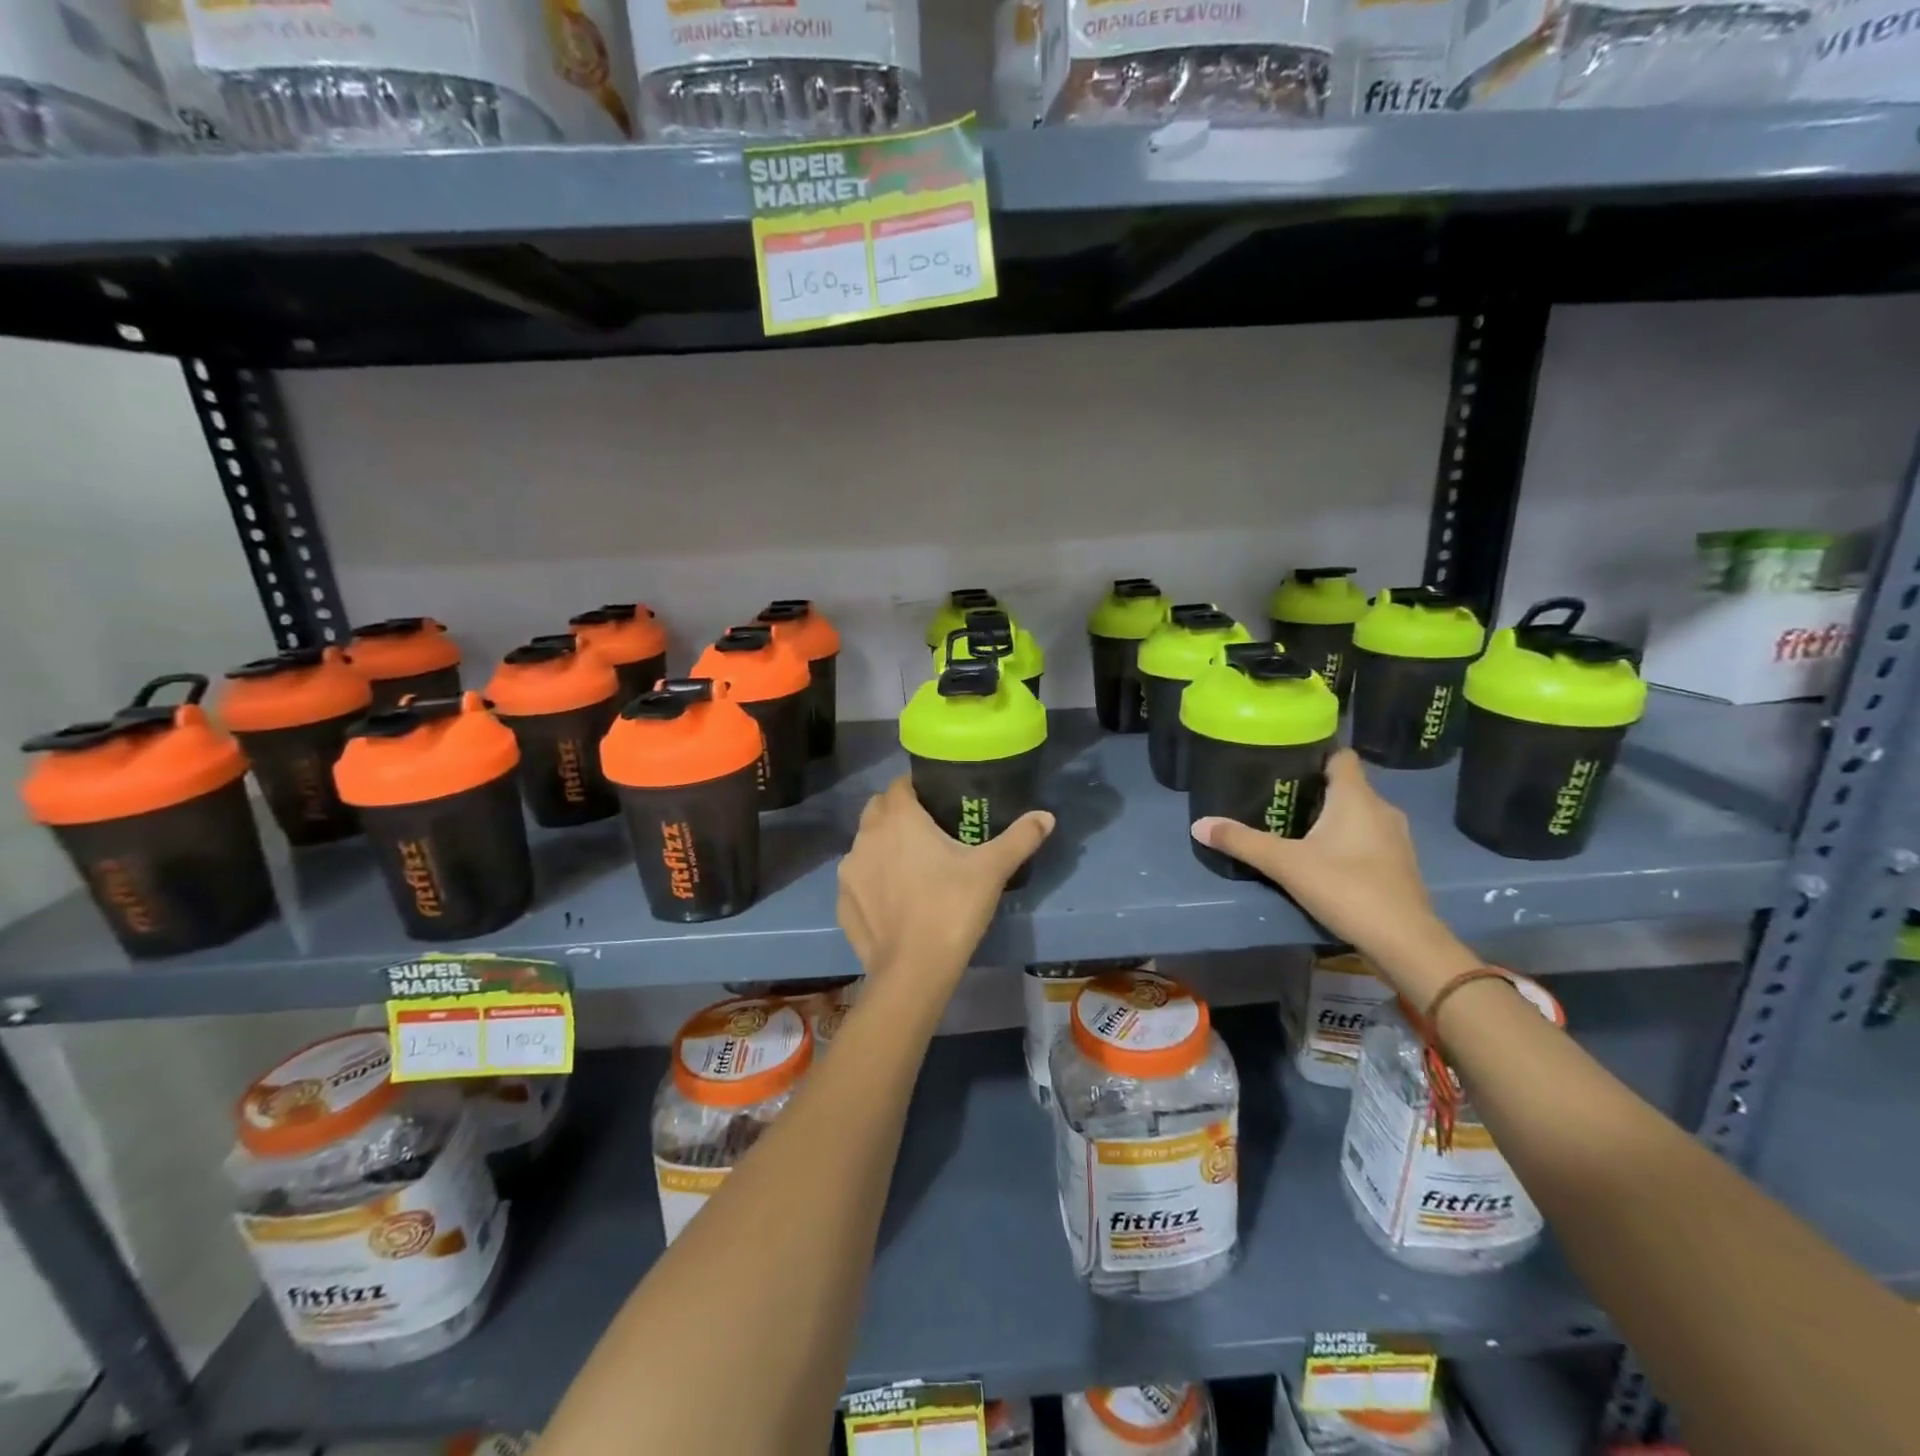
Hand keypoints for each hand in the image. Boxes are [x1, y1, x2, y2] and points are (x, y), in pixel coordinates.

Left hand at [837, 776, 1053, 981]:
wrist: (914, 971)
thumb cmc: (952, 908)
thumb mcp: (992, 870)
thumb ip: (1020, 838)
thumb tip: (1046, 816)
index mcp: (899, 818)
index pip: (901, 785)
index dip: (918, 788)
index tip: (938, 803)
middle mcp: (866, 836)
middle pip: (879, 810)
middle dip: (898, 814)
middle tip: (927, 833)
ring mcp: (849, 870)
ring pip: (865, 844)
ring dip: (883, 847)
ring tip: (911, 868)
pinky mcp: (841, 902)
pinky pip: (857, 879)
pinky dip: (871, 882)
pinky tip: (893, 901)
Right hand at [1190, 749, 1475, 1004]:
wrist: (1404, 941)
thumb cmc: (1345, 887)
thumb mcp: (1285, 864)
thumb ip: (1242, 842)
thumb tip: (1198, 825)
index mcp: (1356, 797)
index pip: (1341, 756)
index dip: (1315, 755)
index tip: (1286, 762)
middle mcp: (1381, 809)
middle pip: (1347, 786)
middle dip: (1315, 790)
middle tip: (1278, 799)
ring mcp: (1396, 838)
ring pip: (1358, 814)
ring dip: (1332, 818)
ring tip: (1296, 829)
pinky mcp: (1399, 865)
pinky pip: (1368, 839)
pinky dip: (1347, 841)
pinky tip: (1323, 859)